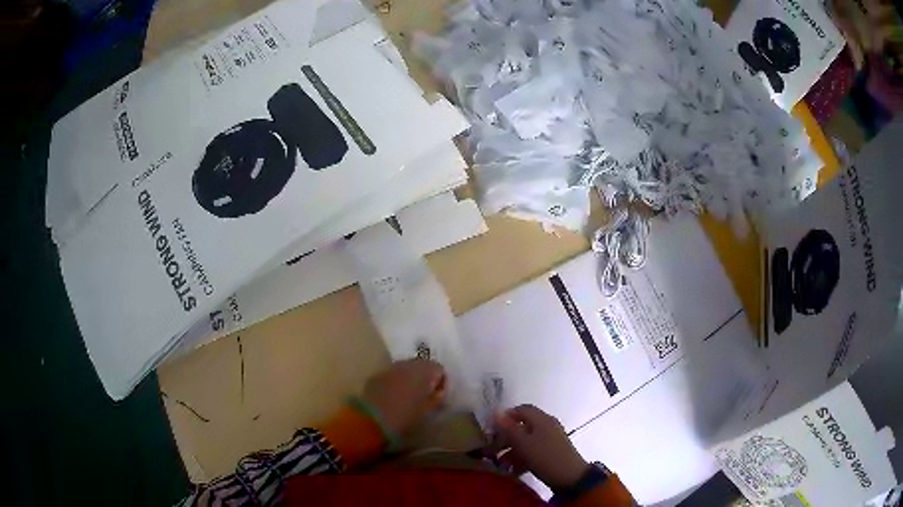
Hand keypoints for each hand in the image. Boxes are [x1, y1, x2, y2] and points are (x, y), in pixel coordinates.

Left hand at [361, 359, 446, 437]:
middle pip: (422, 366)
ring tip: (409, 397)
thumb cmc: (406, 415)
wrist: (372, 419)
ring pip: (406, 369)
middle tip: (425, 396)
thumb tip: (439, 392)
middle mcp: (408, 364)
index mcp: (424, 370)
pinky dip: (396, 383)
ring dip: (410, 379)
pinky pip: (392, 376)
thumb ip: (437, 398)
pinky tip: (394, 398)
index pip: (439, 369)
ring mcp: (390, 368)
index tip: (438, 397)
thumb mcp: (428, 410)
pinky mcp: (376, 376)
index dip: (441, 383)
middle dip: (425, 379)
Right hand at [495, 404, 588, 489]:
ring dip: (513, 450)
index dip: (505, 417)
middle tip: (493, 448)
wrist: (570, 477)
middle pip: (523, 425)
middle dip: (507, 437)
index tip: (491, 430)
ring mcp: (552, 439)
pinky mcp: (553, 451)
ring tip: (501, 462)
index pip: (521, 409)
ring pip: (527, 440)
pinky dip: (523, 457)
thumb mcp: (523, 443)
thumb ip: (508, 428)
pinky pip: (534, 450)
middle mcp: (547, 425)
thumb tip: (496, 411)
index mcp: (541, 419)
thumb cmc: (545, 457)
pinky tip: (514, 470)